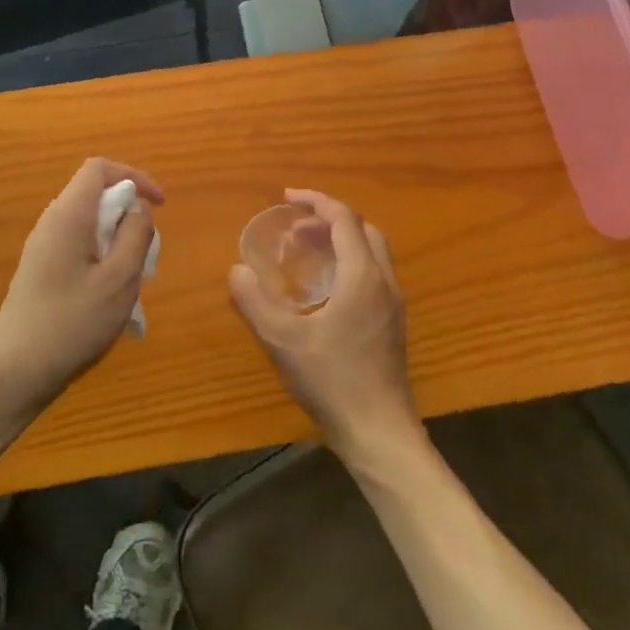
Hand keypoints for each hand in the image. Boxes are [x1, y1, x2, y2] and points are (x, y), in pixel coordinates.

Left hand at [0, 158, 162, 409]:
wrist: (16, 370)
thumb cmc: (73, 323)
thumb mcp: (119, 280)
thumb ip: (135, 236)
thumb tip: (138, 209)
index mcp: (68, 216)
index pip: (99, 169)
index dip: (134, 177)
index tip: (159, 205)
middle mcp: (51, 223)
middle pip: (94, 195)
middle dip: (127, 214)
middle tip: (146, 252)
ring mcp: (41, 248)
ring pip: (88, 224)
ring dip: (116, 239)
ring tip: (131, 278)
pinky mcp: (39, 270)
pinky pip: (77, 246)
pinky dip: (100, 256)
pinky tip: (108, 296)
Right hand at [228, 189, 421, 466]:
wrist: (379, 431)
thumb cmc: (331, 381)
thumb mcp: (282, 340)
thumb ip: (255, 302)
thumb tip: (237, 270)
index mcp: (362, 276)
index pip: (344, 219)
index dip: (316, 202)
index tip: (287, 198)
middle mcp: (384, 282)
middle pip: (363, 230)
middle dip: (329, 219)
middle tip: (294, 228)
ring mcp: (393, 304)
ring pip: (372, 252)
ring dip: (341, 240)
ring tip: (306, 252)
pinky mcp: (392, 324)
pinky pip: (374, 273)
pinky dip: (350, 262)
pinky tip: (324, 289)